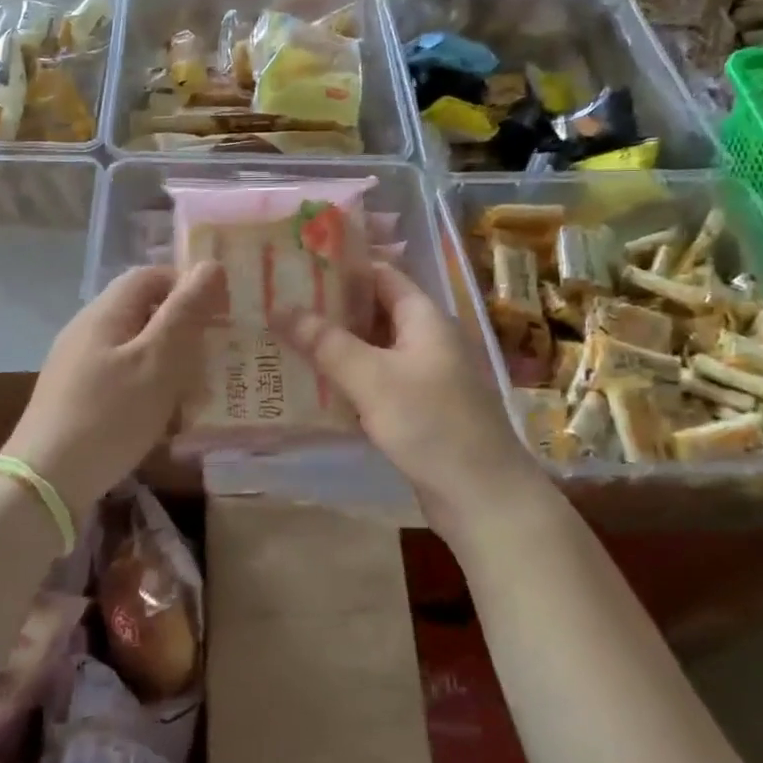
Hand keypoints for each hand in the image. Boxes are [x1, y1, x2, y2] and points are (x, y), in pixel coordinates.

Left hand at [4, 263, 222, 513]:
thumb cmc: (109, 415)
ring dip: (169, 359)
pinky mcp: (76, 397)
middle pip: (143, 310)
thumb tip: (210, 265)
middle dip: (183, 325)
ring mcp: (78, 364)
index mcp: (105, 312)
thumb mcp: (158, 361)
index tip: (221, 312)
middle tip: (217, 352)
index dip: (188, 285)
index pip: (151, 275)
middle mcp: (88, 329)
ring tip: (199, 386)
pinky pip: (122, 376)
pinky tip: (165, 415)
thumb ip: (185, 312)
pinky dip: (149, 385)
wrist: (45, 483)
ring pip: (135, 346)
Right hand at [281, 263, 547, 540]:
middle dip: (328, 308)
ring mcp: (422, 377)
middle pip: (372, 311)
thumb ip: (325, 342)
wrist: (483, 498)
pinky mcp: (416, 410)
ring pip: (370, 350)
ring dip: (333, 346)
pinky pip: (374, 383)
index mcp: (423, 317)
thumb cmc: (431, 423)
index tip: (296, 265)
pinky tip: (309, 386)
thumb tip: (279, 307)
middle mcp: (424, 340)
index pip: (380, 274)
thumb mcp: (372, 378)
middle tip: (278, 303)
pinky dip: (345, 379)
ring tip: (283, 339)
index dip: (340, 266)